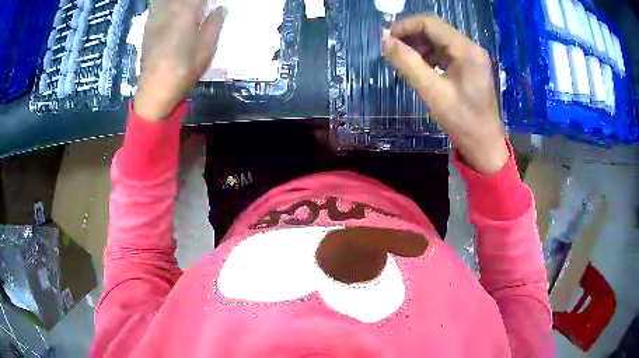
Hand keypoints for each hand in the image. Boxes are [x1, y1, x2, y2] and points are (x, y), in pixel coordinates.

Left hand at [133, 0, 225, 120]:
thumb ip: (214, 24)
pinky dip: (167, 4)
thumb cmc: (183, 71)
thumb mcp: (206, 49)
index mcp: (186, 13)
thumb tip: (221, 8)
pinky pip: (158, 4)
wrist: (154, 91)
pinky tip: (174, 10)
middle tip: (203, 6)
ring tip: (190, 8)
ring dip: (181, 3)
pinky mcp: (148, 25)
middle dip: (195, 1)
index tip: (214, 4)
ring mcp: (155, 17)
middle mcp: (169, 10)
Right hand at [382, 15, 508, 174]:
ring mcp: (471, 57)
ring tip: (402, 61)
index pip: (430, 23)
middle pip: (434, 29)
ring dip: (418, 46)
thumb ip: (408, 64)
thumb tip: (384, 41)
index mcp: (466, 51)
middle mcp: (471, 48)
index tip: (386, 39)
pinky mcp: (469, 66)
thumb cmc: (462, 122)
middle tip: (390, 50)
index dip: (405, 26)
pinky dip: (428, 56)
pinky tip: (418, 68)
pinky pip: (444, 52)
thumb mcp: (433, 92)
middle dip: (410, 36)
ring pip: (438, 40)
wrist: (484, 146)